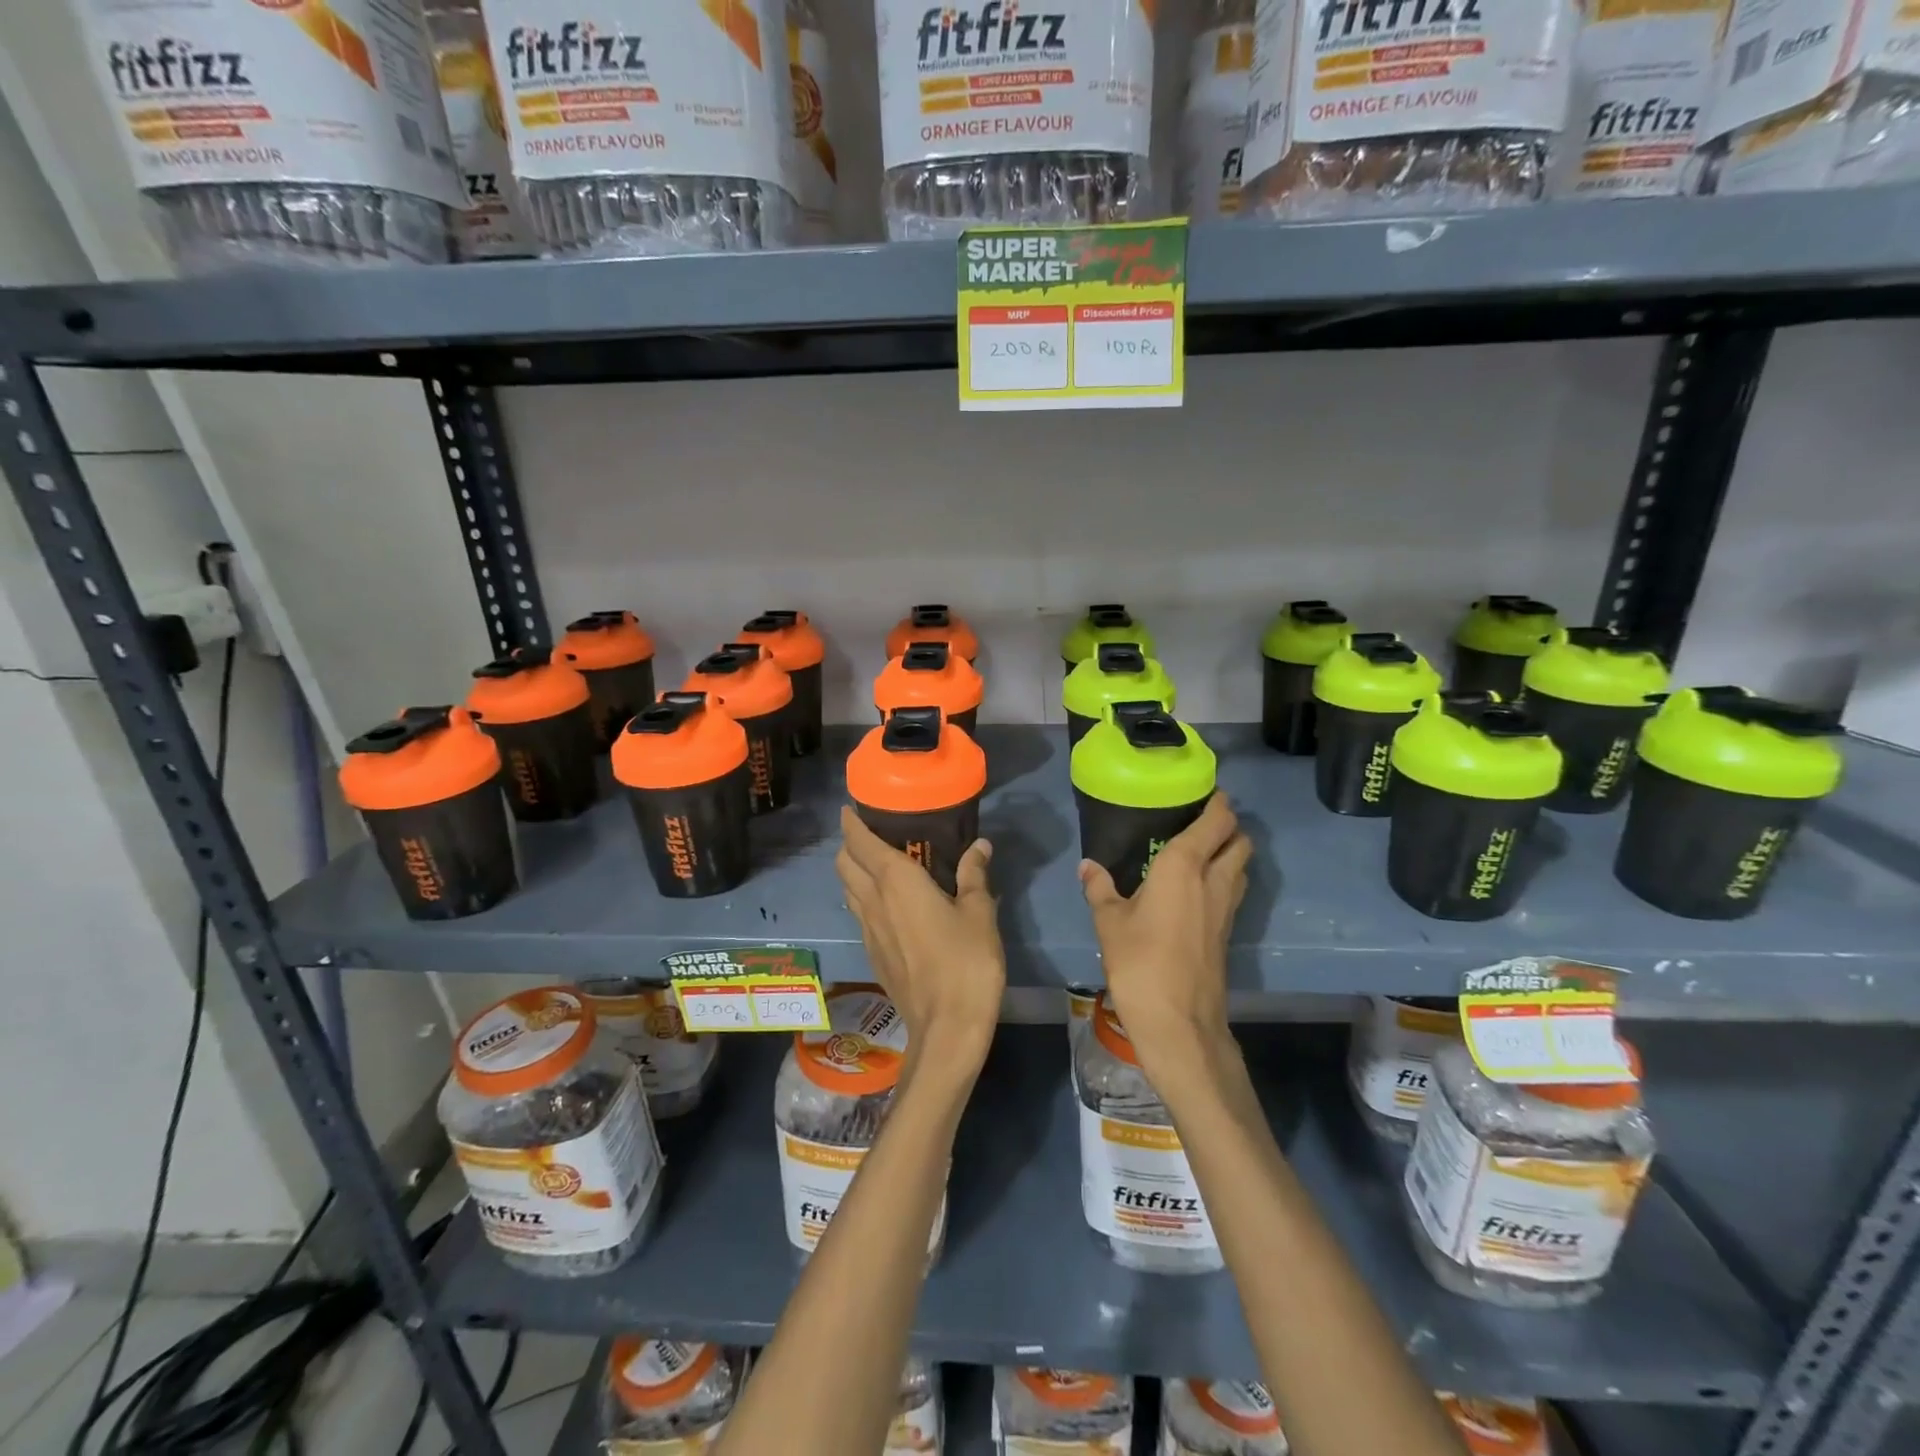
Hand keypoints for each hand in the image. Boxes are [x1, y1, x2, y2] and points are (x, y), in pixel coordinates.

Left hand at [836, 807, 1005, 1081]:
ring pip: (848, 890)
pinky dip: (864, 898)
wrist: (946, 1028)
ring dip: (854, 872)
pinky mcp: (873, 955)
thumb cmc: (966, 962)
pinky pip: (859, 914)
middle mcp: (874, 901)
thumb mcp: (979, 913)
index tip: (850, 808)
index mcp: (896, 882)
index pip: (861, 843)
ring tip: (878, 865)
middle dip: (849, 845)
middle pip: (844, 864)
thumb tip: (979, 845)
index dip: (851, 823)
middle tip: (871, 835)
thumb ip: (974, 875)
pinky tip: (890, 905)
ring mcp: (868, 931)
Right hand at [1078, 793, 1250, 1076]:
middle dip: (1228, 826)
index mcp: (1185, 866)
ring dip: (1230, 853)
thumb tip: (1088, 866)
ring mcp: (1227, 908)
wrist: (1179, 1022)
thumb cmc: (1140, 963)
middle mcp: (1214, 880)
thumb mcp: (1109, 922)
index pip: (1217, 820)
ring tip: (1199, 852)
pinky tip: (1196, 890)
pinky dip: (1224, 879)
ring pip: (1242, 867)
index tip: (1203, 792)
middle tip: (1199, 822)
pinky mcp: (1227, 932)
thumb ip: (1100, 888)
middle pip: (1240, 840)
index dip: (1217, 802)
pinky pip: (1233, 891)